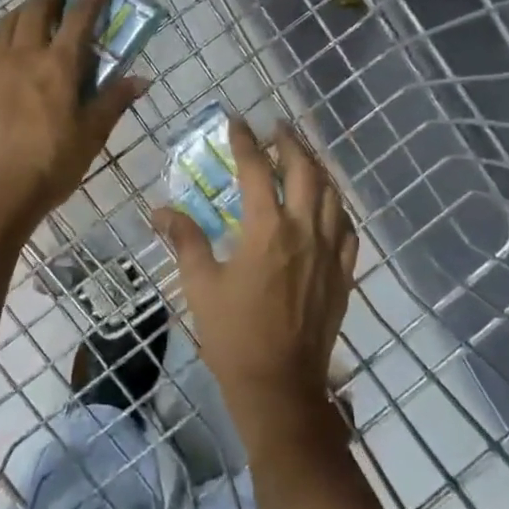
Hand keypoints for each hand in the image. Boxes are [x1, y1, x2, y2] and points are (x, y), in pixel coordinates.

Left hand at [0, 0, 147, 238]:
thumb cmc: (50, 165)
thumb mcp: (91, 135)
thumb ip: (114, 101)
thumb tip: (142, 78)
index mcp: (59, 66)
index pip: (79, 18)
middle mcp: (24, 56)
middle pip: (36, 10)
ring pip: (6, 25)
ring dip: (21, 9)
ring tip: (30, 7)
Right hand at [155, 117, 357, 434]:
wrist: (280, 386)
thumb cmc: (233, 335)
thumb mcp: (201, 286)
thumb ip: (186, 241)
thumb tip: (160, 211)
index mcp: (266, 230)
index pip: (257, 170)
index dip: (246, 142)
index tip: (237, 122)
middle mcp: (303, 231)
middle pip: (304, 171)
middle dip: (291, 143)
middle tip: (278, 128)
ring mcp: (329, 251)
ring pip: (332, 194)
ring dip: (318, 168)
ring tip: (304, 156)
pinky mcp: (344, 272)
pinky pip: (347, 228)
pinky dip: (338, 207)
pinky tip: (329, 205)